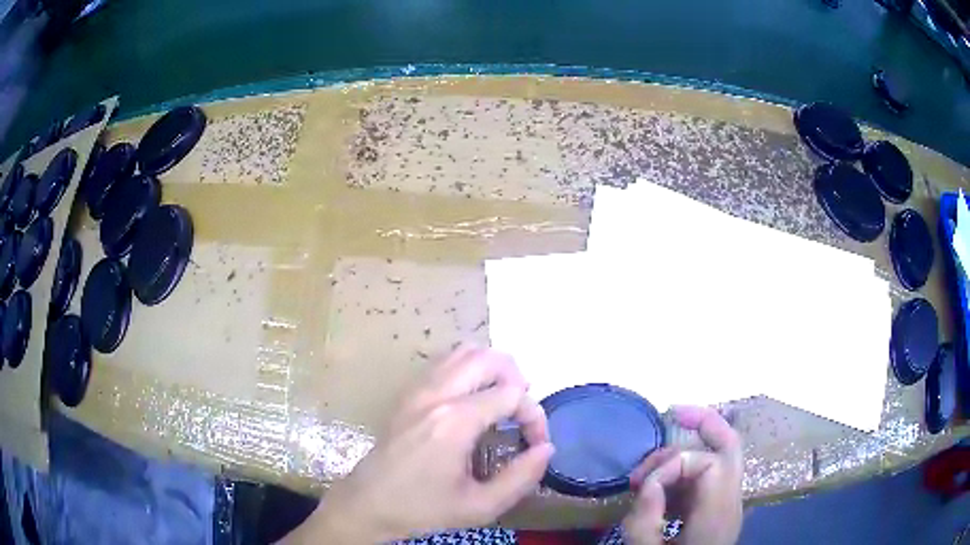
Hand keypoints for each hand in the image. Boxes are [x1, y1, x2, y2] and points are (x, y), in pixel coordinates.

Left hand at [286, 346, 553, 543]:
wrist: (368, 503)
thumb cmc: (423, 508)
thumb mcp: (480, 507)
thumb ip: (521, 478)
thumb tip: (546, 448)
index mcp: (455, 421)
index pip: (511, 394)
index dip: (534, 415)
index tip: (535, 444)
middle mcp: (436, 394)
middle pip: (489, 358)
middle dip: (517, 379)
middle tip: (522, 412)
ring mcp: (417, 389)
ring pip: (464, 352)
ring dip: (493, 369)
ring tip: (501, 401)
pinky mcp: (407, 394)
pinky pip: (444, 363)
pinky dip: (469, 369)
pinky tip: (473, 399)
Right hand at [622, 406, 743, 544]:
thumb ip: (645, 522)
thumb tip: (647, 486)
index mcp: (719, 513)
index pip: (708, 463)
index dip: (670, 466)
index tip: (641, 489)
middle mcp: (730, 500)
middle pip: (730, 444)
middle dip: (705, 421)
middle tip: (674, 412)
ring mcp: (725, 503)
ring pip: (716, 457)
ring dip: (681, 456)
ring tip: (643, 477)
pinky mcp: (714, 509)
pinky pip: (703, 477)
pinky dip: (681, 473)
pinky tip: (657, 488)